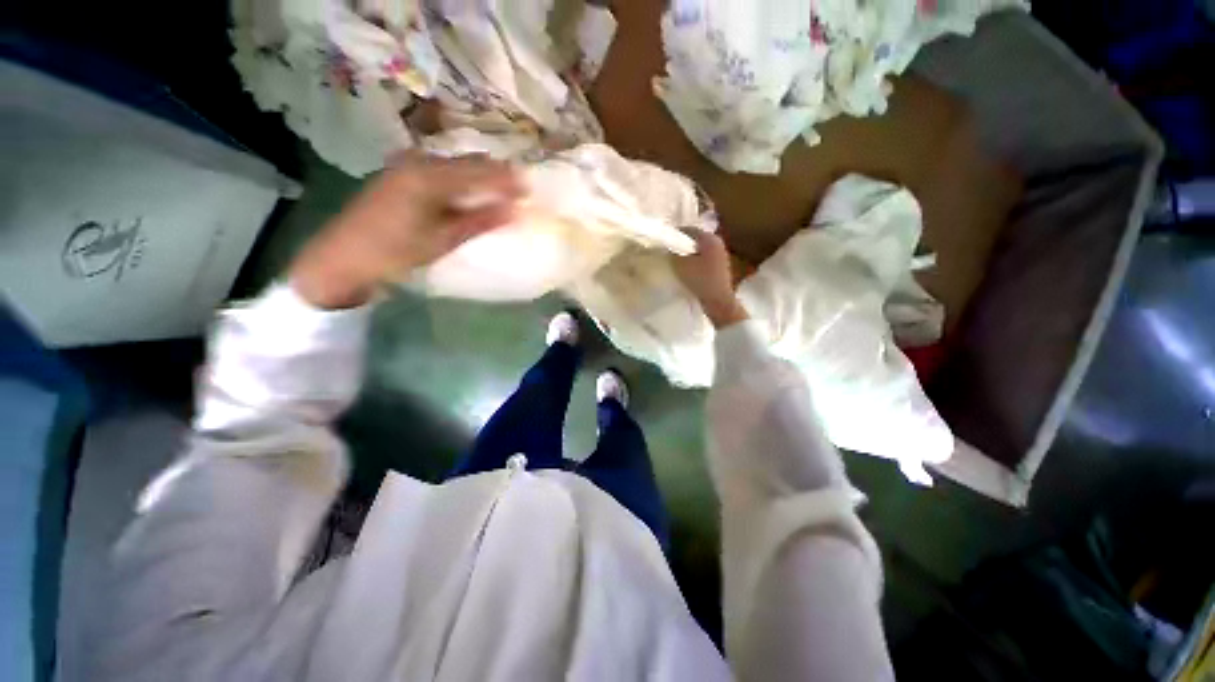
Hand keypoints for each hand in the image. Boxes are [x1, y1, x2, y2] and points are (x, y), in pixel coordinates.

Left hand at [291, 153, 523, 308]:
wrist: (343, 257)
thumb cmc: (394, 252)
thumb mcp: (442, 239)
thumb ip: (479, 221)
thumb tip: (513, 210)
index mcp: (429, 177)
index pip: (479, 171)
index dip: (507, 179)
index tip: (531, 189)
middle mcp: (419, 162)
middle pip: (468, 161)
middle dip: (497, 174)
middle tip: (520, 190)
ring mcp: (407, 166)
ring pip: (455, 164)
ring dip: (480, 176)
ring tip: (502, 192)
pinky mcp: (401, 175)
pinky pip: (442, 170)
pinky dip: (463, 180)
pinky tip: (472, 193)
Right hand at [670, 229, 748, 327]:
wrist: (718, 301)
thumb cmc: (700, 280)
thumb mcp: (680, 264)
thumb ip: (673, 251)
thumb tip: (668, 245)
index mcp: (710, 238)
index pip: (688, 229)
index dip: (674, 234)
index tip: (663, 241)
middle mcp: (717, 242)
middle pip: (694, 239)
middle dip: (681, 244)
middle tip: (667, 251)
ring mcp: (720, 255)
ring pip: (699, 250)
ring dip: (687, 254)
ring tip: (674, 261)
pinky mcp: (719, 267)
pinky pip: (703, 259)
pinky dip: (694, 262)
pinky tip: (686, 271)